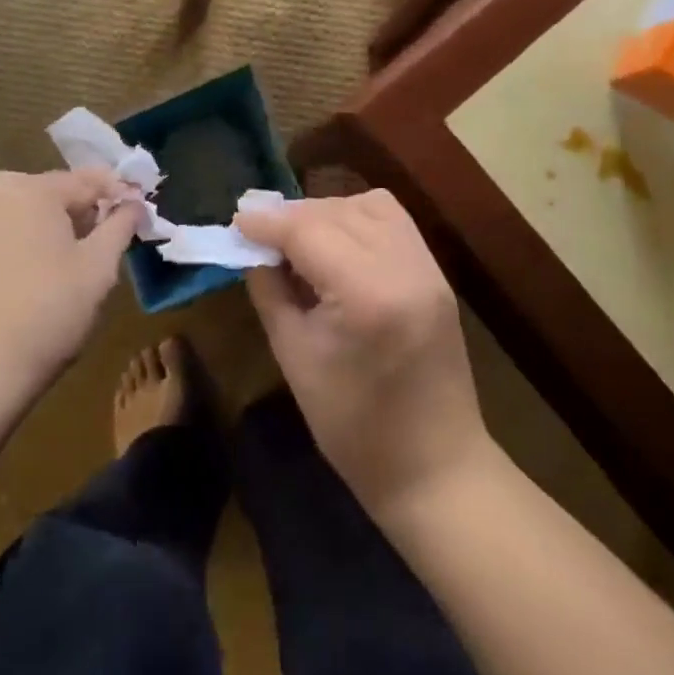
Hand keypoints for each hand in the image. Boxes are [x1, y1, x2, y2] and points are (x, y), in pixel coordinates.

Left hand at [0, 168, 138, 406]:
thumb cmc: (46, 312)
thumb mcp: (99, 268)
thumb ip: (121, 226)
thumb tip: (135, 203)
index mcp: (30, 188)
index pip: (88, 181)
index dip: (118, 193)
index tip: (140, 208)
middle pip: (53, 191)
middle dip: (83, 210)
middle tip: (107, 239)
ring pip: (24, 209)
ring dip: (51, 224)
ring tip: (73, 256)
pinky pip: (1, 229)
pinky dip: (23, 238)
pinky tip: (36, 270)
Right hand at [237, 191, 491, 519]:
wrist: (435, 469)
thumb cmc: (353, 427)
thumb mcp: (294, 356)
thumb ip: (270, 291)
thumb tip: (254, 249)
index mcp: (366, 294)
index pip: (307, 231)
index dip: (267, 222)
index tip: (237, 222)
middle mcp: (403, 266)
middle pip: (336, 211)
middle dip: (292, 215)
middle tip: (259, 232)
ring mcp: (427, 267)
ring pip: (368, 205)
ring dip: (327, 211)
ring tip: (299, 236)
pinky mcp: (437, 274)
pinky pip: (393, 221)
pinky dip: (359, 218)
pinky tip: (337, 241)